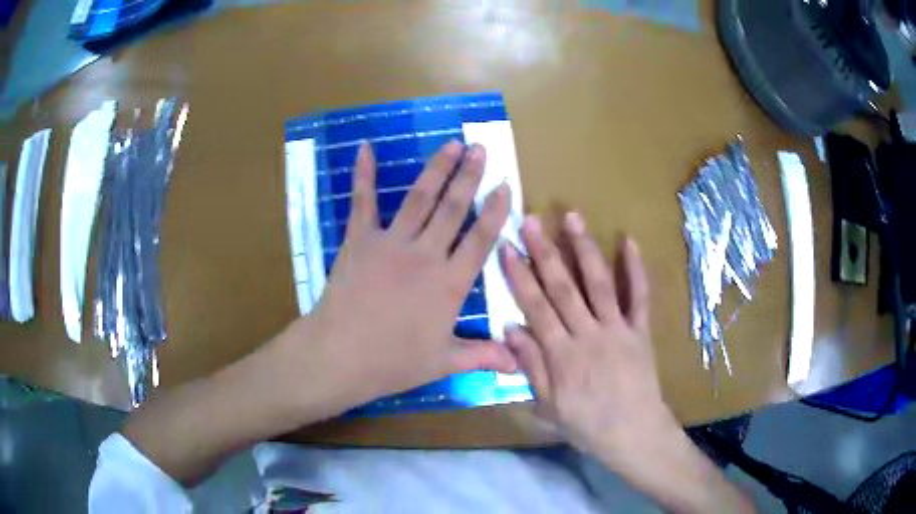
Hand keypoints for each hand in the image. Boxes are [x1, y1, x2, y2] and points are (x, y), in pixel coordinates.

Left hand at [278, 140, 517, 414]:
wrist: (341, 355)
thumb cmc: (394, 361)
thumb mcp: (443, 362)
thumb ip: (482, 356)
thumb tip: (517, 364)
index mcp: (449, 283)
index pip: (480, 240)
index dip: (495, 211)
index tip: (505, 185)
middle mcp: (425, 255)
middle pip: (453, 209)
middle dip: (469, 176)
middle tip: (480, 148)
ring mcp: (391, 242)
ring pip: (420, 198)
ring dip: (437, 168)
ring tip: (451, 144)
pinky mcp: (359, 239)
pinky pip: (363, 201)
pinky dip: (364, 174)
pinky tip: (365, 147)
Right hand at [502, 212, 679, 470]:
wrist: (634, 433)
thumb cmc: (586, 425)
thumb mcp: (548, 406)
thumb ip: (530, 366)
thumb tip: (510, 328)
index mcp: (562, 355)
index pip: (535, 307)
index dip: (519, 275)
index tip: (507, 247)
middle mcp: (588, 334)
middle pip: (563, 288)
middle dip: (544, 252)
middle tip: (530, 219)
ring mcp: (618, 329)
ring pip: (599, 284)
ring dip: (584, 249)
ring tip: (572, 217)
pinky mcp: (640, 330)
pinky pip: (640, 297)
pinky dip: (636, 269)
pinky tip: (629, 240)